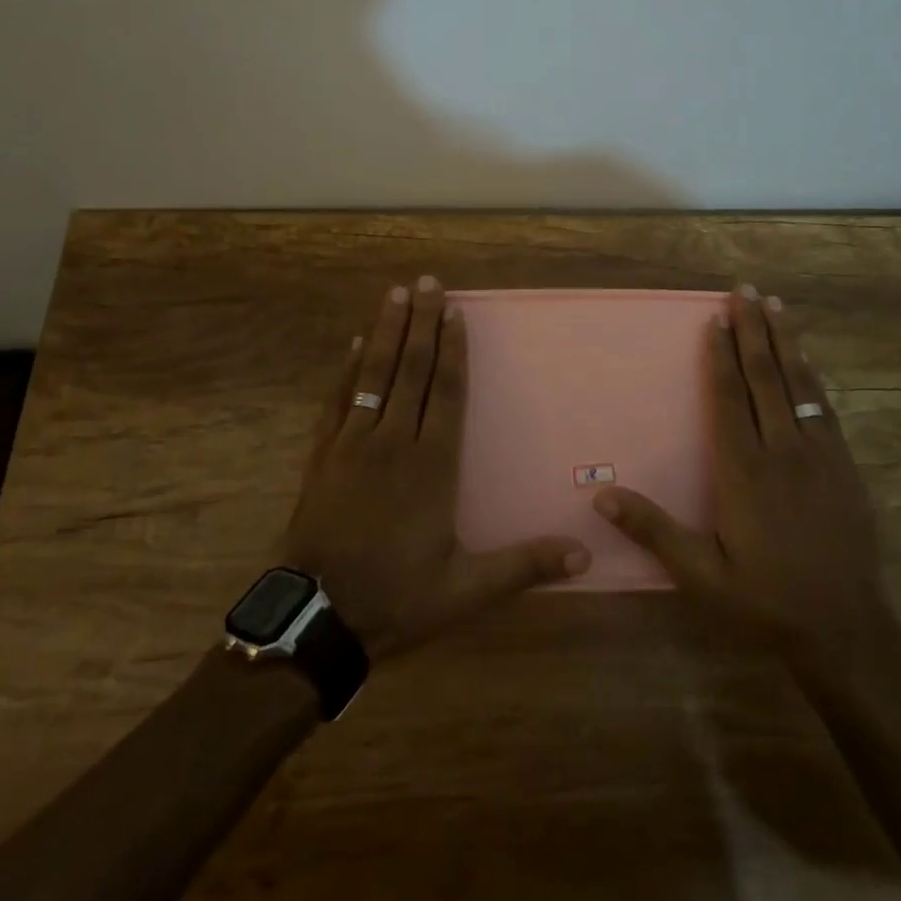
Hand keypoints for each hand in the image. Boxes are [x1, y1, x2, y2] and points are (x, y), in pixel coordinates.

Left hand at [281, 276, 590, 657]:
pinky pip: (337, 400)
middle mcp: (394, 441)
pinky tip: (352, 344)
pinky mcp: (322, 454)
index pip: (447, 392)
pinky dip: (346, 370)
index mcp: (432, 464)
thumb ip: (523, 565)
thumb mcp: (466, 590)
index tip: (455, 312)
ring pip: (374, 374)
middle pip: (412, 369)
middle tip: (427, 282)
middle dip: (422, 323)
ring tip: (394, 295)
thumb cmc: (396, 597)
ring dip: (386, 332)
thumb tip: (584, 555)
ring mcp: (353, 443)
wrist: (316, 618)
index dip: (453, 350)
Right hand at [594, 284, 897, 672]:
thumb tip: (601, 497)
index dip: (719, 356)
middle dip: (753, 330)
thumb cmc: (764, 600)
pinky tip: (807, 358)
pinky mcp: (844, 465)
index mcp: (744, 472)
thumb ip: (654, 531)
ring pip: (799, 383)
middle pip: (765, 377)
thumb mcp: (701, 575)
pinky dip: (811, 375)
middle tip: (744, 290)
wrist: (846, 628)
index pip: (729, 399)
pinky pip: (824, 406)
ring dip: (786, 340)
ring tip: (776, 304)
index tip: (714, 319)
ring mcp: (819, 455)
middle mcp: (783, 451)